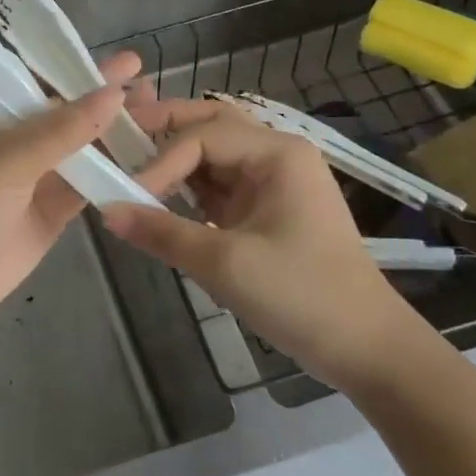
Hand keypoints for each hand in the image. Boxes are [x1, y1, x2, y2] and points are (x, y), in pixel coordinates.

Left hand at [0, 51, 140, 337]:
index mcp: (2, 114)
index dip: (87, 71)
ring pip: (89, 148)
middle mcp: (23, 139)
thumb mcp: (11, 157)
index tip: (130, 62)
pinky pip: (93, 185)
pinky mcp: (56, 209)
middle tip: (155, 90)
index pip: (49, 82)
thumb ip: (63, 129)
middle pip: (74, 114)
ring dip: (121, 136)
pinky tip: (152, 163)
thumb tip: (114, 94)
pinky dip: (119, 176)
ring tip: (162, 119)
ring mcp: (41, 175)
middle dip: (111, 102)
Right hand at [102, 96, 420, 388]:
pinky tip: (159, 193)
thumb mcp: (226, 264)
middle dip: (164, 127)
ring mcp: (273, 180)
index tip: (126, 193)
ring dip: (173, 154)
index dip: (159, 161)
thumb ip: (161, 232)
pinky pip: (218, 181)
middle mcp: (276, 153)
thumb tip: (105, 210)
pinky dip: (187, 183)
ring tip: (130, 160)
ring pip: (212, 149)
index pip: (201, 137)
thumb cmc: (304, 297)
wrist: (370, 351)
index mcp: (277, 153)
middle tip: (119, 135)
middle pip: (209, 123)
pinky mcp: (266, 207)